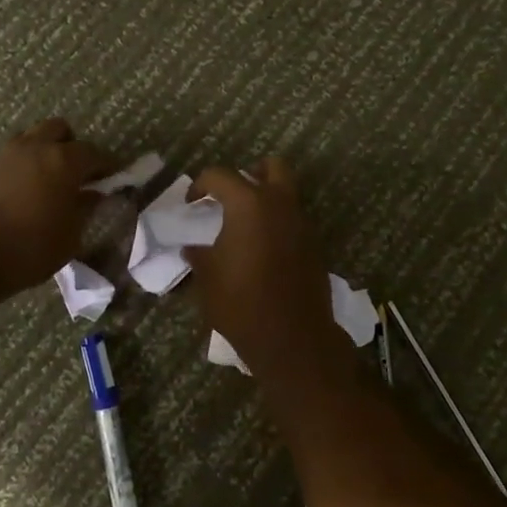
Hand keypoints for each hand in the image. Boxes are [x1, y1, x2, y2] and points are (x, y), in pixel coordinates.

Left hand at [0, 119, 117, 310]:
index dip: (107, 165)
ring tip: (50, 181)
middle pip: (60, 130)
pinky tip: (26, 192)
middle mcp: (35, 148)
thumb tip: (93, 194)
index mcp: (62, 161)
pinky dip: (25, 166)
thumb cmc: (30, 250)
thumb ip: (85, 208)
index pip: (94, 153)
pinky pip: (13, 156)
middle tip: (78, 174)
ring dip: (46, 152)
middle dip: (73, 147)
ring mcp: (6, 155)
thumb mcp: (70, 236)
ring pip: (33, 138)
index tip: (114, 178)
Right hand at [184, 158, 345, 381]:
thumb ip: (198, 255)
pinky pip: (294, 221)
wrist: (292, 338)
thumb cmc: (241, 303)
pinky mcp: (315, 246)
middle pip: (271, 167)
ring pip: (287, 195)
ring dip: (267, 200)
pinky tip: (263, 250)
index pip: (220, 176)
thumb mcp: (207, 278)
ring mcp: (302, 224)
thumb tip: (192, 248)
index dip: (200, 185)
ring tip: (245, 226)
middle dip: (251, 173)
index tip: (192, 204)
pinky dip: (279, 225)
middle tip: (232, 195)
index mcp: (249, 204)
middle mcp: (280, 205)